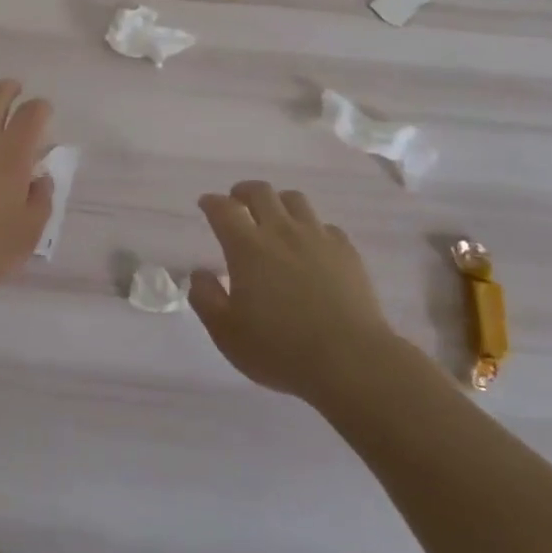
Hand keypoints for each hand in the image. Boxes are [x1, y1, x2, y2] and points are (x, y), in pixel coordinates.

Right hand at [188, 181, 391, 406]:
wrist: (351, 360)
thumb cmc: (280, 349)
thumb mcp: (227, 333)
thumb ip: (206, 299)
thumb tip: (200, 274)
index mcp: (247, 247)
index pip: (223, 209)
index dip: (212, 202)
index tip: (206, 204)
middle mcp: (281, 231)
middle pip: (260, 191)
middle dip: (243, 191)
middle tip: (237, 202)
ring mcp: (318, 238)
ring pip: (295, 200)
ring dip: (278, 202)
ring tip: (274, 217)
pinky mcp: (347, 251)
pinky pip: (325, 225)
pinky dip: (312, 228)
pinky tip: (312, 246)